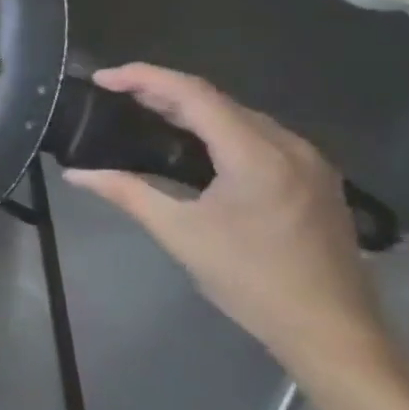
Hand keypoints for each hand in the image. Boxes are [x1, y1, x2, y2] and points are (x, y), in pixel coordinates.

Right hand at [63, 65, 388, 383]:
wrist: (332, 331)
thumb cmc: (250, 280)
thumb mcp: (179, 233)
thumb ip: (127, 192)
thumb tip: (76, 173)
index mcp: (256, 154)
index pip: (193, 94)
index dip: (144, 78)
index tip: (102, 78)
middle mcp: (289, 145)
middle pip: (217, 100)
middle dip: (162, 91)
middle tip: (115, 96)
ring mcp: (309, 161)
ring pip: (240, 116)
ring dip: (191, 110)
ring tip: (144, 115)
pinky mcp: (314, 179)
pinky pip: (259, 137)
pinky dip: (218, 130)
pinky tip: (193, 146)